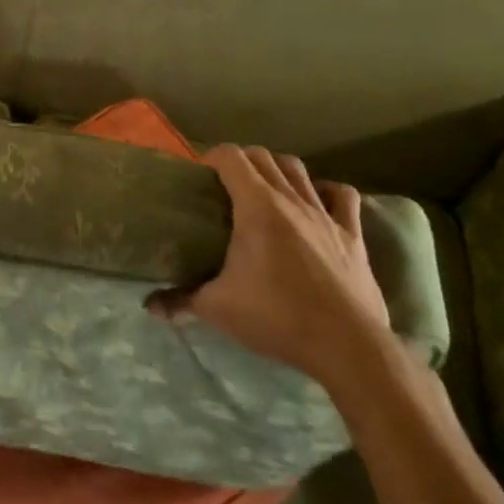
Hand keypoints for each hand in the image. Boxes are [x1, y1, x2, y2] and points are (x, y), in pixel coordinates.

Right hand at [150, 146, 393, 388]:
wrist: (348, 347)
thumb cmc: (278, 318)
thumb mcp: (218, 309)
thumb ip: (181, 300)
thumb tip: (150, 305)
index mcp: (257, 206)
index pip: (231, 157)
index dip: (211, 158)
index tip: (200, 177)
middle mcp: (291, 199)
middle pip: (263, 156)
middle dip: (241, 162)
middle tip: (225, 186)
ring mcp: (325, 215)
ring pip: (299, 169)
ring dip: (278, 170)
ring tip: (265, 190)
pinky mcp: (352, 235)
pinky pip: (342, 196)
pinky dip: (326, 190)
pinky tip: (316, 201)